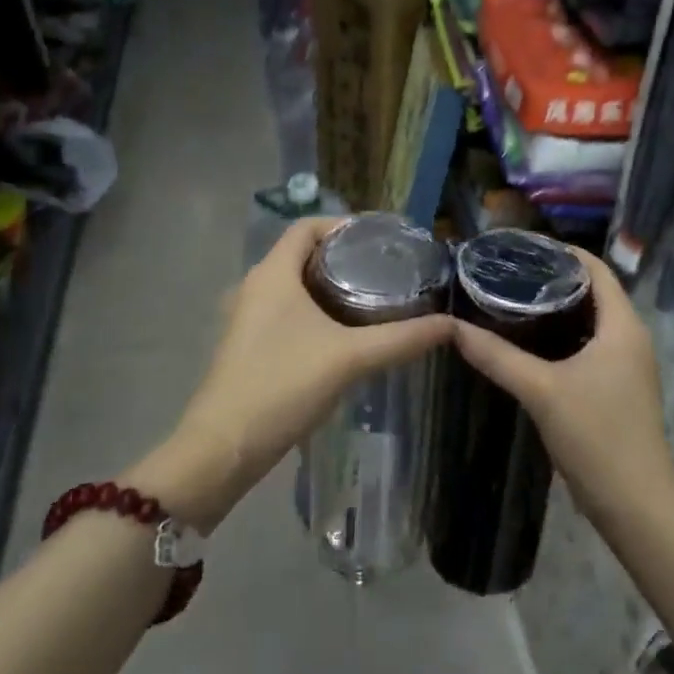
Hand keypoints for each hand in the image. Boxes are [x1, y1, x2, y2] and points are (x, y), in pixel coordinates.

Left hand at [135, 217, 452, 528]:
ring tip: (375, 296)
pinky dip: (317, 311)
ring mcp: (249, 318)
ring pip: (296, 285)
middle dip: (344, 256)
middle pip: (303, 254)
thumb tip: (451, 324)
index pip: (307, 226)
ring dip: (331, 285)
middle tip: (387, 268)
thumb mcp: (350, 358)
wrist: (223, 448)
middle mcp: (256, 287)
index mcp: (273, 273)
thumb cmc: (282, 385)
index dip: (343, 224)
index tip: (381, 239)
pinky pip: (288, 311)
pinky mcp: (250, 345)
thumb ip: (402, 339)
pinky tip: (347, 333)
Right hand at [451, 249, 673, 516]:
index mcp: (623, 326)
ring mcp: (628, 364)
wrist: (635, 503)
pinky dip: (565, 336)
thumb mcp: (541, 391)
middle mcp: (631, 337)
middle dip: (556, 280)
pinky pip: (592, 345)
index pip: (597, 269)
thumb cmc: (596, 435)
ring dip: (560, 309)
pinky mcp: (619, 387)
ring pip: (593, 321)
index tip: (523, 248)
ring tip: (515, 301)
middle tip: (510, 274)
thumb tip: (453, 327)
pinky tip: (532, 343)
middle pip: (595, 292)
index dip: (564, 252)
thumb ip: (498, 357)